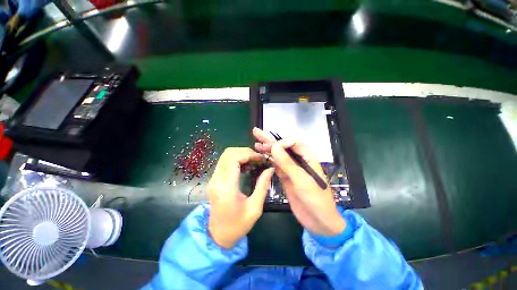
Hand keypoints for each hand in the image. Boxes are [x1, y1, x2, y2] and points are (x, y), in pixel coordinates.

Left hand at [208, 147, 274, 248]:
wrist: (217, 236)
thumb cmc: (237, 225)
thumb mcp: (255, 208)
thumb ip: (262, 186)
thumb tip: (270, 169)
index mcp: (226, 186)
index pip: (233, 158)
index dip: (248, 154)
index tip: (261, 158)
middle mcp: (217, 179)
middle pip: (228, 153)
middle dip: (245, 152)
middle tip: (258, 158)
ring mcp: (213, 179)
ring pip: (225, 156)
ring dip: (241, 154)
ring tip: (254, 161)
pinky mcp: (214, 179)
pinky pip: (225, 162)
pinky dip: (236, 159)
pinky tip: (246, 166)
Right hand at [253, 128, 345, 235]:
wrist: (319, 221)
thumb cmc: (316, 200)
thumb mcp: (302, 180)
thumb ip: (287, 163)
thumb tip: (274, 147)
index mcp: (308, 158)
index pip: (294, 143)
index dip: (282, 143)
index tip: (273, 148)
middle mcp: (299, 161)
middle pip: (284, 147)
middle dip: (270, 140)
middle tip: (257, 133)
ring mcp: (291, 169)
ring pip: (278, 156)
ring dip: (267, 149)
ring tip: (256, 143)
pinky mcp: (285, 177)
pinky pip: (276, 165)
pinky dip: (268, 160)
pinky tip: (261, 155)